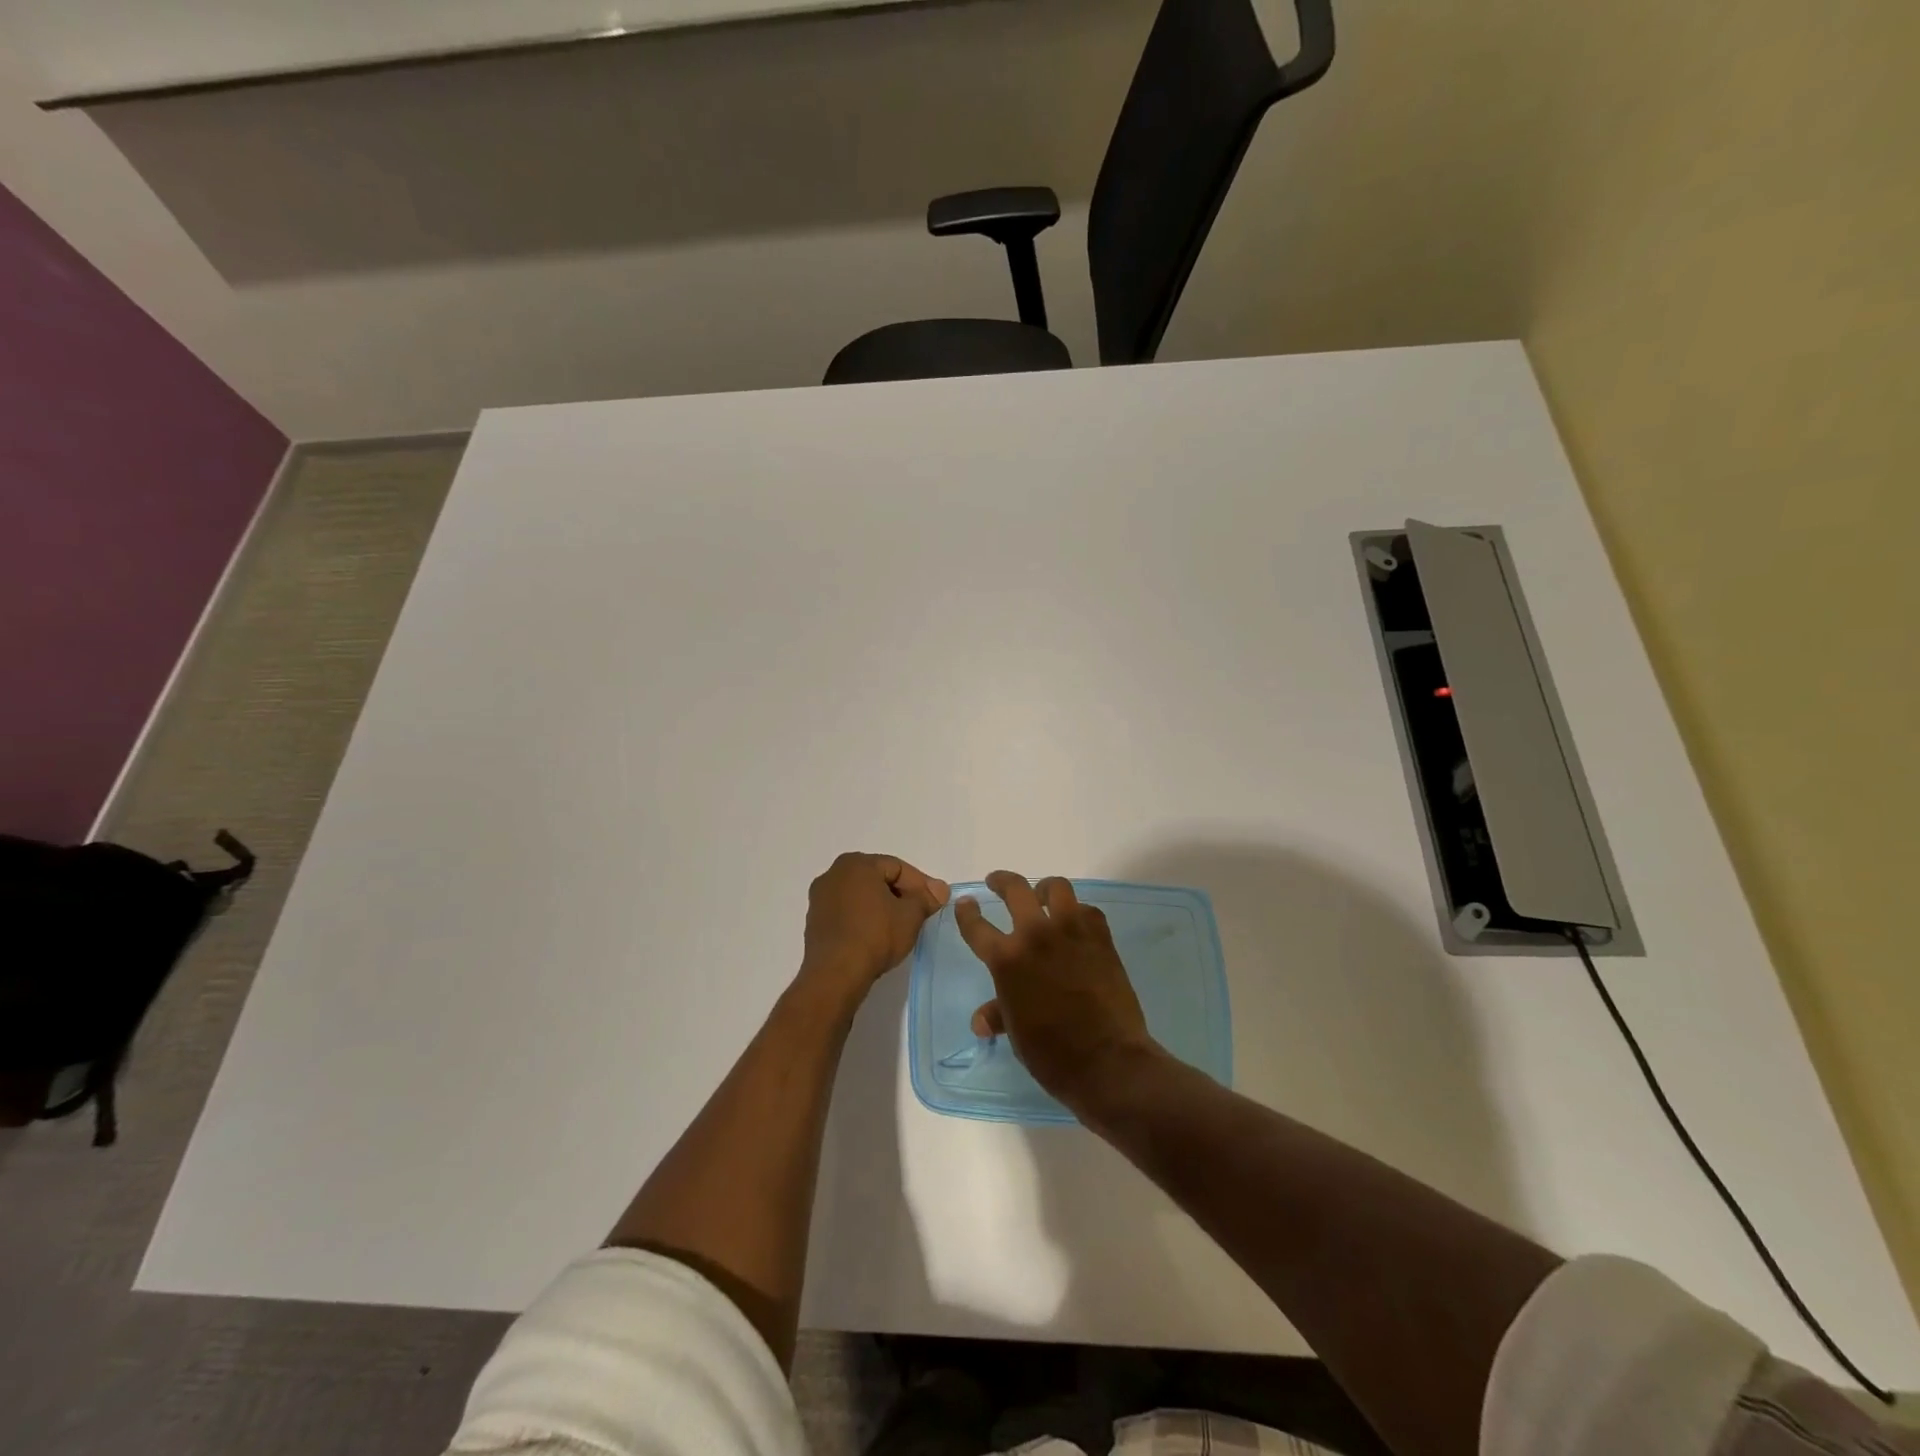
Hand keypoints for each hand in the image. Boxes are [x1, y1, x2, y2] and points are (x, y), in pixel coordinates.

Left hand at [801, 852, 949, 996]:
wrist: (835, 974)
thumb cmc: (875, 935)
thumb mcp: (911, 915)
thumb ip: (926, 898)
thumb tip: (939, 889)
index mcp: (856, 863)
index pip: (897, 868)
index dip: (921, 884)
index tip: (935, 902)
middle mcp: (833, 874)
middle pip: (878, 879)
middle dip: (901, 894)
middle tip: (920, 913)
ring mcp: (820, 899)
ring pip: (861, 896)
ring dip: (882, 907)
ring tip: (900, 927)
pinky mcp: (814, 922)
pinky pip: (847, 913)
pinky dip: (864, 919)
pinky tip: (877, 937)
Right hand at [956, 871, 1157, 1110]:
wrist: (1106, 1059)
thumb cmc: (1051, 1052)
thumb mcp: (1017, 1033)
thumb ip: (999, 1014)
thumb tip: (981, 1021)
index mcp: (1007, 959)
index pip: (977, 926)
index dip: (967, 912)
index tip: (966, 903)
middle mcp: (1036, 935)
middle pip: (1015, 890)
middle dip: (1002, 881)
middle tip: (997, 883)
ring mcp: (1071, 931)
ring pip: (1056, 888)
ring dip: (1044, 889)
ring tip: (1042, 896)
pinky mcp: (1100, 937)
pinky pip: (1087, 910)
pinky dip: (1078, 913)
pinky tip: (1076, 925)